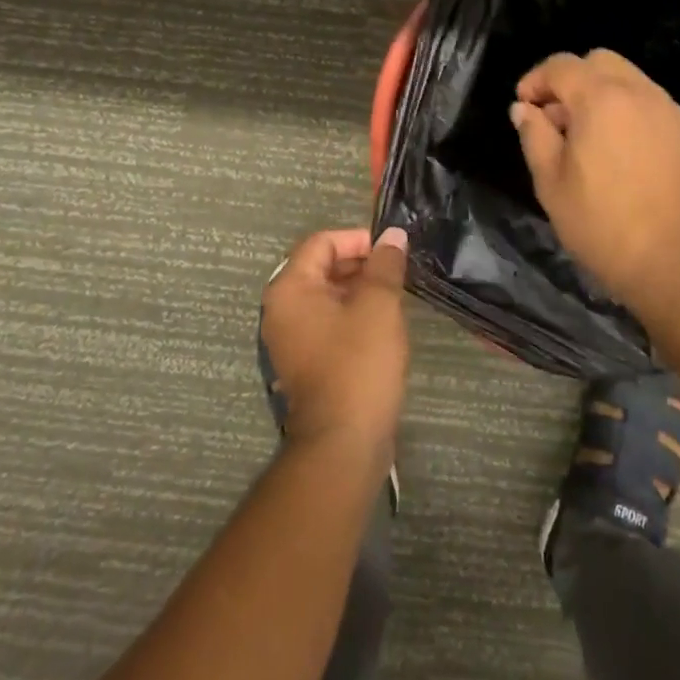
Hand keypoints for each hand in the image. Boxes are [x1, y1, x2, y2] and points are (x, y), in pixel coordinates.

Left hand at [262, 227, 409, 457]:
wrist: (343, 443)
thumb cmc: (359, 364)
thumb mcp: (378, 306)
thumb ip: (385, 265)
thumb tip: (392, 236)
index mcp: (290, 289)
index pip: (321, 242)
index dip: (357, 239)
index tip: (391, 250)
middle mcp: (282, 309)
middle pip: (320, 267)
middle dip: (360, 263)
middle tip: (397, 271)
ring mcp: (291, 338)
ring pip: (326, 296)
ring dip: (359, 289)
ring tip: (395, 295)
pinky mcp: (305, 362)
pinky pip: (327, 322)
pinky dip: (352, 314)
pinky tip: (383, 323)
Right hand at [509, 50, 679, 318]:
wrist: (678, 266)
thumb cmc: (603, 226)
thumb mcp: (551, 184)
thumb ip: (534, 136)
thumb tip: (524, 109)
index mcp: (602, 99)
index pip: (562, 65)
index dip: (536, 79)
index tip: (524, 105)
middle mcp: (642, 94)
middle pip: (600, 62)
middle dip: (572, 80)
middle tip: (557, 119)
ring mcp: (673, 113)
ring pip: (632, 82)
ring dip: (604, 96)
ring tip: (591, 140)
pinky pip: (655, 108)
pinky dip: (632, 115)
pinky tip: (625, 156)